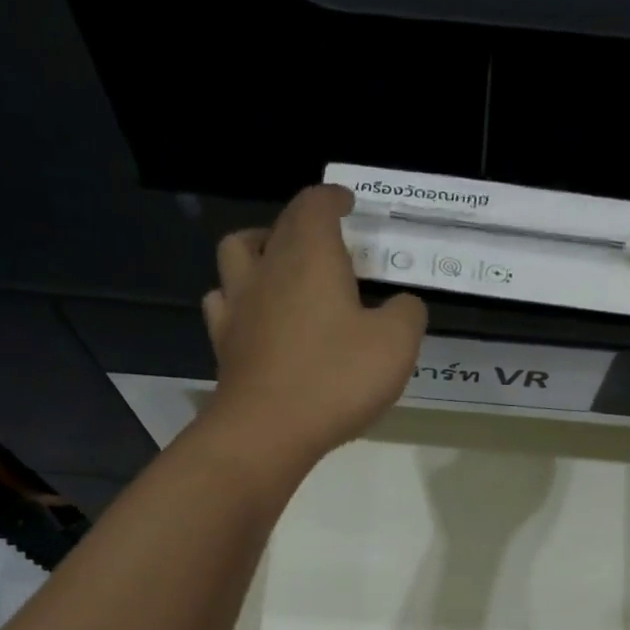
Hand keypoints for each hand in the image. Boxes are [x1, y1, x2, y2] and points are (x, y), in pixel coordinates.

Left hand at [200, 184, 425, 468]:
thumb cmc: (336, 379)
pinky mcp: (224, 341)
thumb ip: (406, 313)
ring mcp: (239, 305)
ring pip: (238, 252)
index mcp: (311, 256)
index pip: (315, 204)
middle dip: (303, 223)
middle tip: (327, 241)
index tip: (347, 204)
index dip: (332, 198)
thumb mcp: (396, 344)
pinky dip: (238, 297)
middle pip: (279, 225)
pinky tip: (254, 314)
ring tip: (279, 264)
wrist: (268, 431)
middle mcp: (268, 269)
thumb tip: (402, 305)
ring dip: (259, 247)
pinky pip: (223, 302)